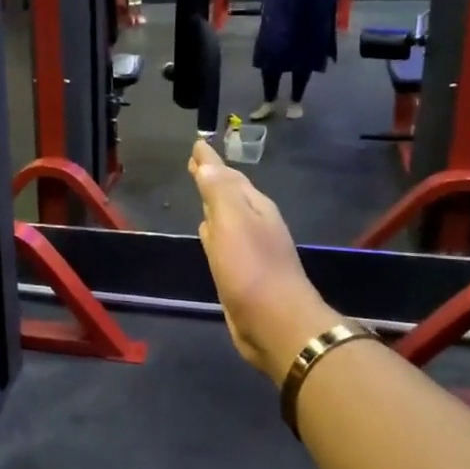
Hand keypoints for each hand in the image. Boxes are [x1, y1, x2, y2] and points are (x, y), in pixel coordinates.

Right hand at [188, 140, 338, 383]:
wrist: (274, 322)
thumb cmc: (251, 268)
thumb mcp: (232, 221)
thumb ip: (218, 191)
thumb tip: (206, 162)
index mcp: (254, 207)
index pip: (228, 176)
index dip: (210, 161)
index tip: (196, 145)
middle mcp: (255, 224)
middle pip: (231, 193)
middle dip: (213, 179)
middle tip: (195, 165)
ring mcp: (250, 249)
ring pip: (227, 218)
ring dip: (214, 205)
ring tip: (200, 192)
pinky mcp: (241, 273)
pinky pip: (223, 242)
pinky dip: (213, 232)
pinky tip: (206, 233)